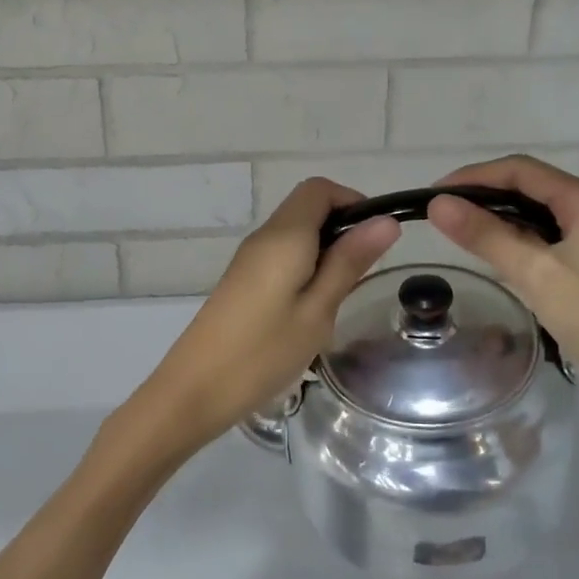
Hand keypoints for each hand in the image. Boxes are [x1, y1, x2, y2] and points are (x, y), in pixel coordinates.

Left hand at [126, 179, 399, 457]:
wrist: (194, 390)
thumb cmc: (263, 352)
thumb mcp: (318, 310)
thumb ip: (349, 262)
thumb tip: (385, 221)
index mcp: (284, 236)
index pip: (319, 189)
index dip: (352, 201)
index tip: (375, 239)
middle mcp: (264, 236)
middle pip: (307, 206)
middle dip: (342, 227)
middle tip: (362, 273)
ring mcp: (249, 258)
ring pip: (295, 232)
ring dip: (324, 249)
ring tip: (339, 295)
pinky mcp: (242, 279)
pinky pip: (281, 254)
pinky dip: (305, 265)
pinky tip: (312, 307)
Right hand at [427, 156, 578, 418]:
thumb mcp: (535, 274)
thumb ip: (485, 235)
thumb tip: (437, 205)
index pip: (521, 170)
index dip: (474, 177)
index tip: (434, 194)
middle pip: (529, 186)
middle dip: (483, 195)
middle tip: (441, 213)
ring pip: (537, 212)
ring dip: (498, 217)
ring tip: (457, 230)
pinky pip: (546, 235)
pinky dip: (516, 238)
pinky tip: (492, 252)